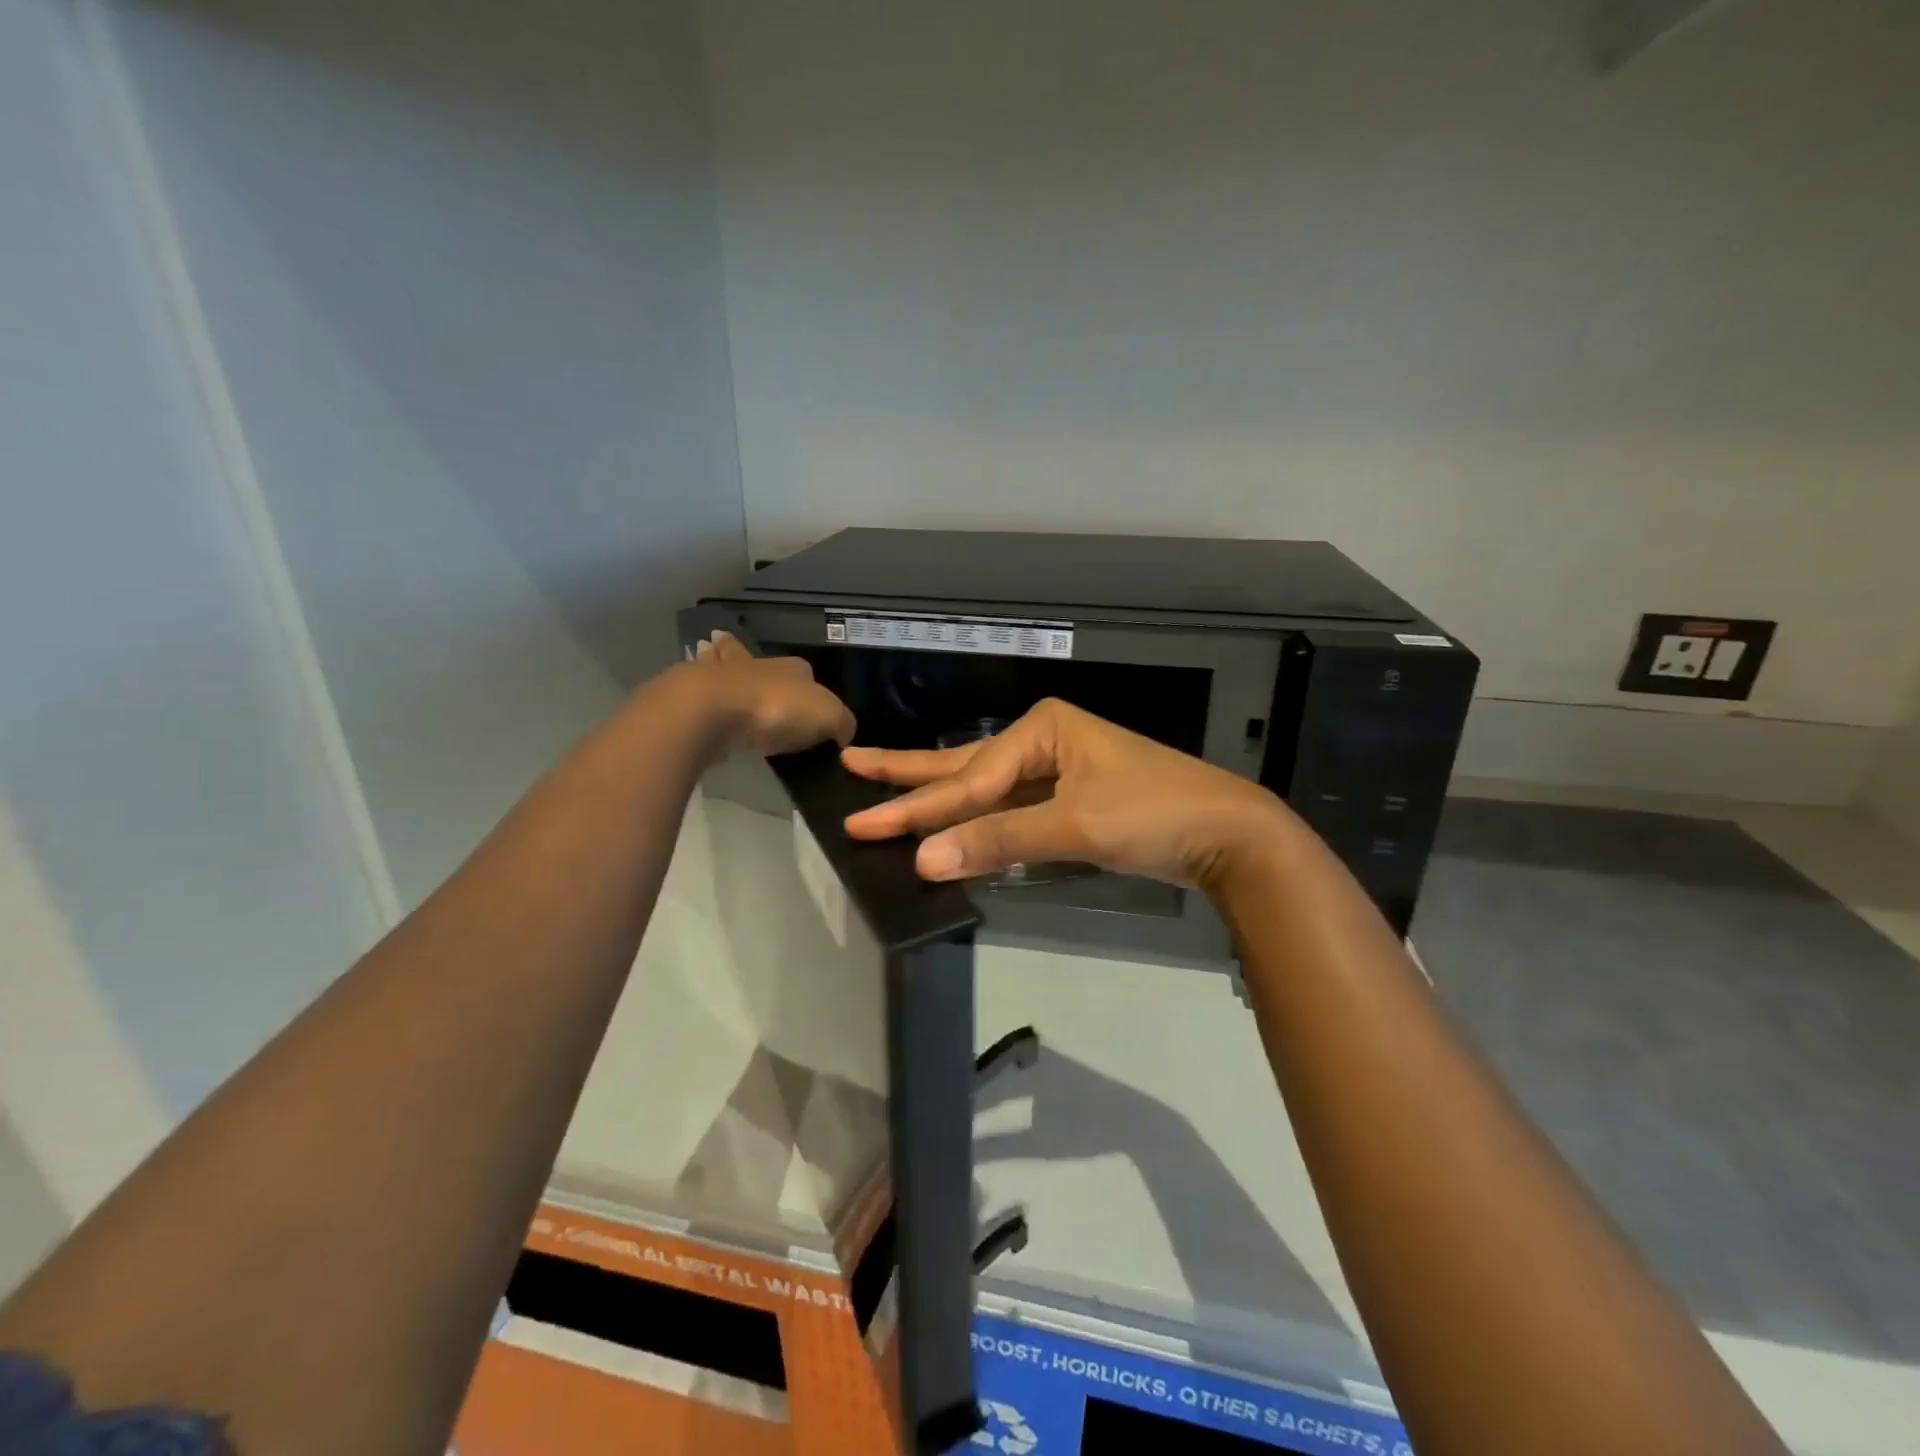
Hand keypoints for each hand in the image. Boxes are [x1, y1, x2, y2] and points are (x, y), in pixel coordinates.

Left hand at [684, 631, 855, 755]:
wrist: (713, 710)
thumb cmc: (777, 709)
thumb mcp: (827, 717)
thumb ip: (841, 723)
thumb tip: (844, 733)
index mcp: (792, 668)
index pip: (804, 670)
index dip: (807, 682)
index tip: (805, 699)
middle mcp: (756, 664)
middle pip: (753, 657)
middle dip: (747, 655)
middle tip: (740, 660)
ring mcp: (719, 676)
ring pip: (719, 663)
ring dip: (715, 660)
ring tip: (707, 651)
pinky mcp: (690, 694)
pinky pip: (697, 690)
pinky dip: (695, 688)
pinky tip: (692, 691)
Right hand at [841, 698, 1297, 890]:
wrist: (1226, 834)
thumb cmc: (1153, 813)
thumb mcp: (1076, 826)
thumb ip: (1000, 841)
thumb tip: (924, 860)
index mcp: (1042, 729)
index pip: (970, 778)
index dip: (918, 809)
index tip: (864, 827)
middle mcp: (1042, 743)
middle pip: (965, 767)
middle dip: (909, 776)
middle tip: (852, 764)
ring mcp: (1055, 774)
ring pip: (984, 790)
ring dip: (938, 800)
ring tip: (886, 792)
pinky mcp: (1066, 805)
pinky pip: (1008, 813)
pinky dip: (978, 825)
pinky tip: (948, 828)